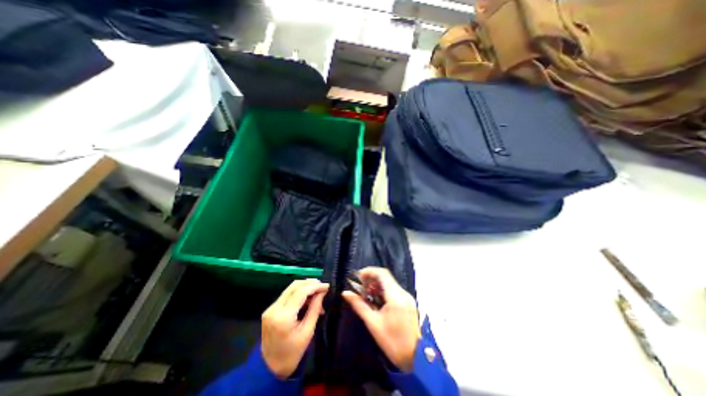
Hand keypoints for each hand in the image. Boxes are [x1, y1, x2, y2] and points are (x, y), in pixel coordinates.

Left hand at [260, 278, 328, 376]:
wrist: (270, 368)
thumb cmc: (293, 352)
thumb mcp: (308, 332)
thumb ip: (315, 309)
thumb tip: (322, 292)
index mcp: (283, 317)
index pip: (301, 292)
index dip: (315, 286)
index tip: (327, 286)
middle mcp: (274, 308)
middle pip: (294, 286)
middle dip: (310, 283)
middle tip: (322, 286)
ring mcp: (270, 308)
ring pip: (290, 288)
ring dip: (305, 287)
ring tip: (317, 293)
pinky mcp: (270, 309)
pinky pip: (287, 295)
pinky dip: (298, 293)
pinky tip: (307, 298)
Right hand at [342, 268, 417, 372]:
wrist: (416, 358)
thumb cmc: (393, 342)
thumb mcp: (373, 323)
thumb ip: (359, 305)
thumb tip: (345, 293)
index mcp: (395, 296)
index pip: (382, 274)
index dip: (369, 271)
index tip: (358, 277)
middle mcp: (403, 293)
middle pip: (386, 277)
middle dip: (371, 278)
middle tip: (360, 287)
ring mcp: (407, 297)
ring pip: (390, 283)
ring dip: (377, 285)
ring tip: (366, 293)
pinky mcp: (408, 302)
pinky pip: (394, 290)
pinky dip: (383, 291)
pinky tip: (376, 299)